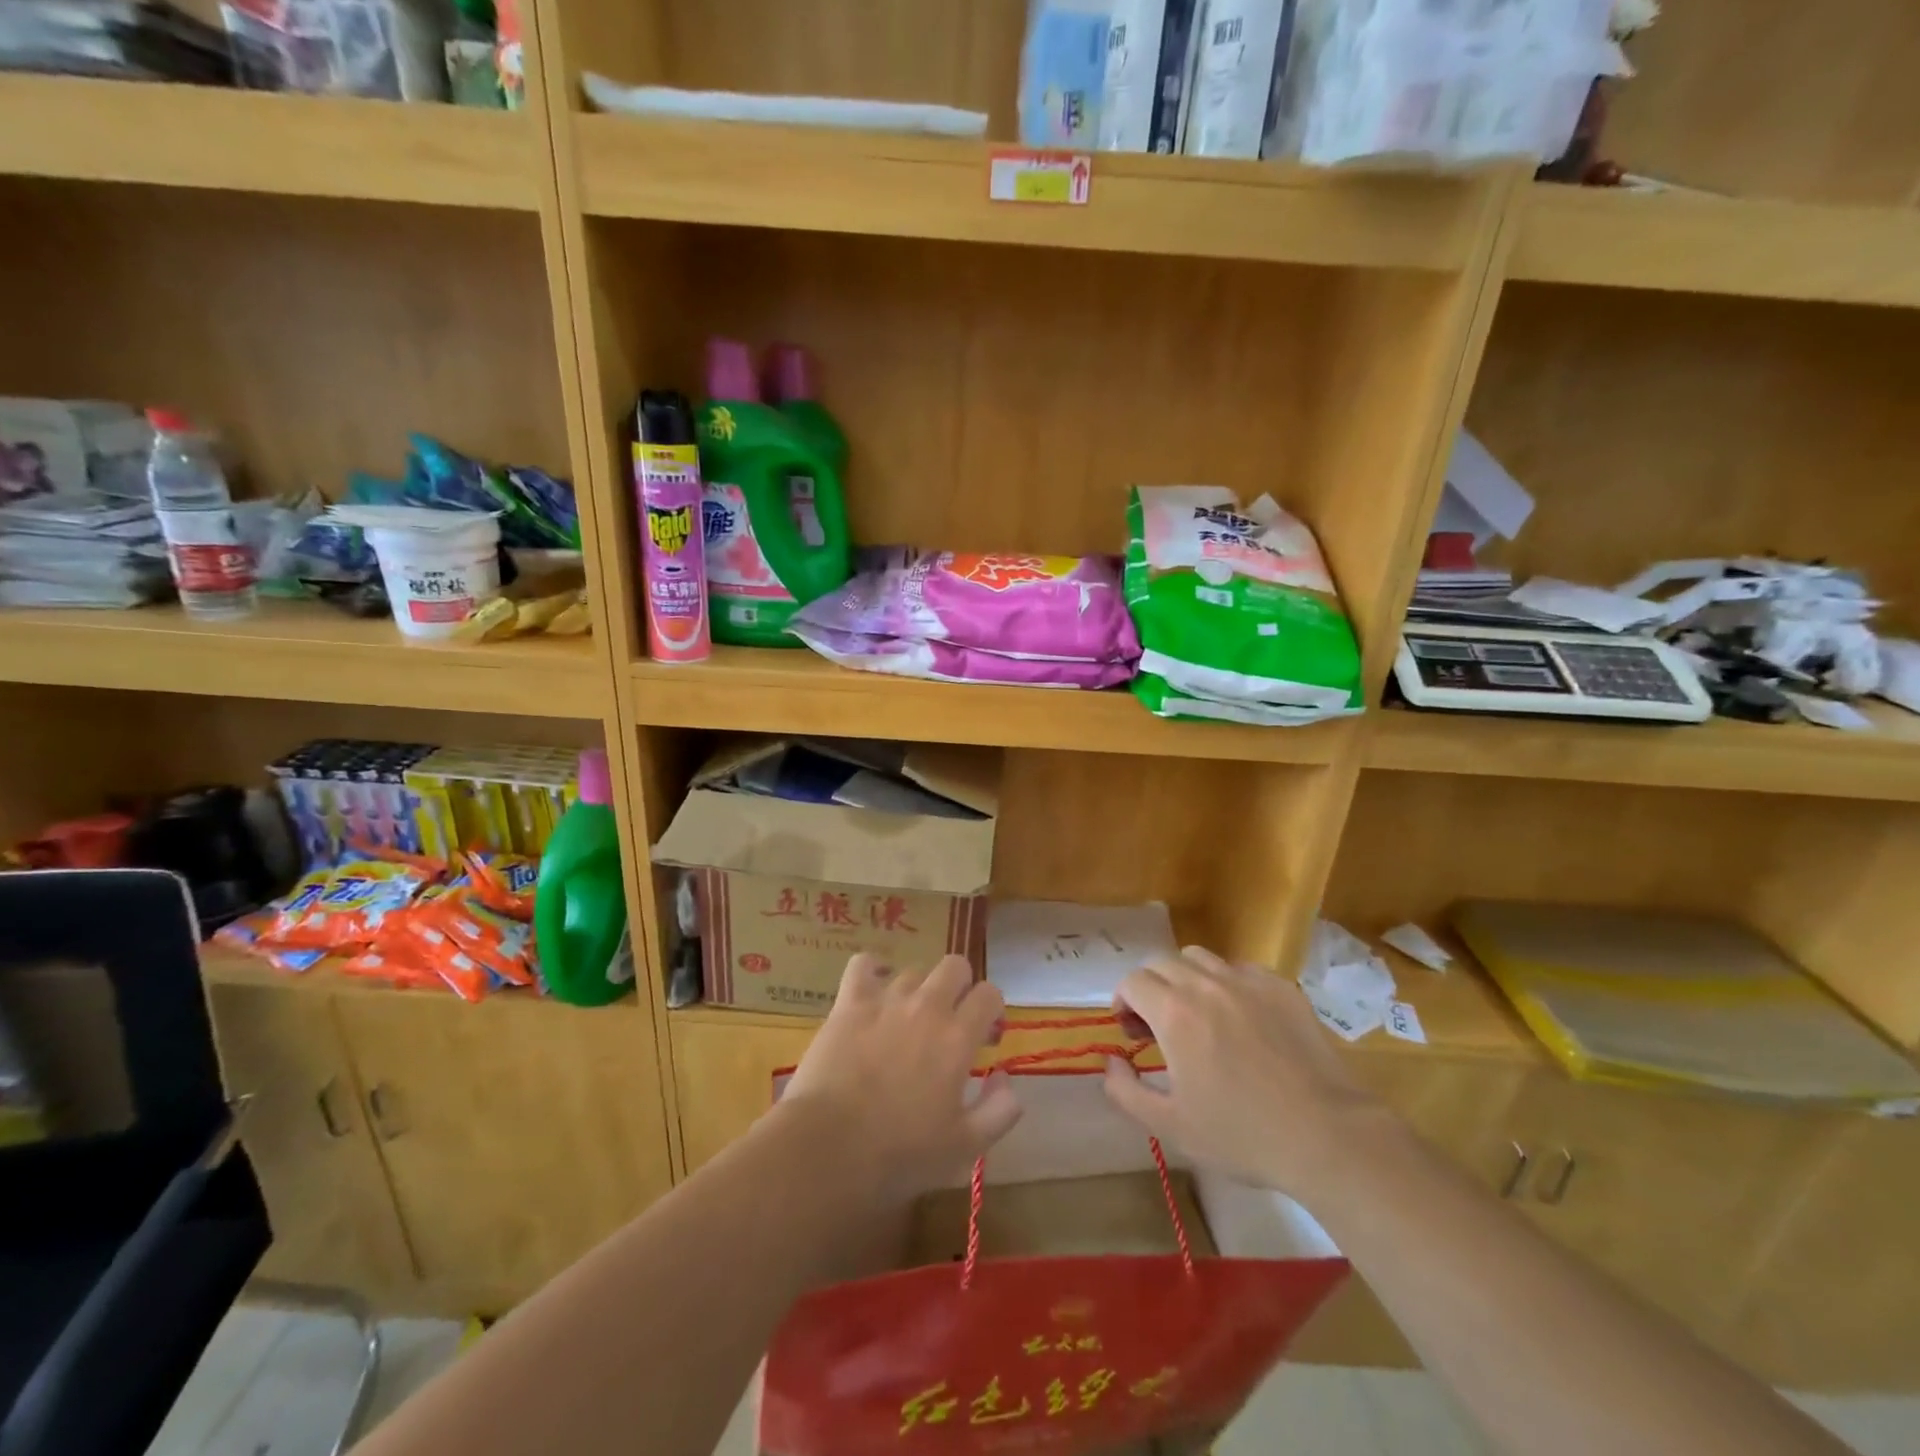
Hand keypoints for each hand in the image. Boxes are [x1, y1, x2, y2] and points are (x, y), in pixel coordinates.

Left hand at [782, 953, 1020, 1196]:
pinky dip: (872, 970)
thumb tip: (1005, 1078)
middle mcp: (927, 1007)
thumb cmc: (901, 1155)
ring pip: (914, 971)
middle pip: (955, 966)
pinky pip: (863, 964)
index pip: (989, 994)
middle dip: (960, 987)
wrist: (829, 1149)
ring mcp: (886, 999)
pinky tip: (873, 988)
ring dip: (919, 990)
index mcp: (958, 1037)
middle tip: (951, 1021)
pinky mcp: (849, 1002)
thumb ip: (1000, 1110)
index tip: (984, 1036)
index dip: (991, 1011)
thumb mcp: (966, 1147)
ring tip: (908, 1019)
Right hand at [1104, 946, 1391, 1198]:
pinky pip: (1240, 969)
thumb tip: (1110, 1060)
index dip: (1123, 1002)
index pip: (1132, 981)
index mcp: (1174, 1012)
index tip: (1132, 1033)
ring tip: (1197, 1016)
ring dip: (1186, 980)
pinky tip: (1240, 1019)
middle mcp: (1206, 984)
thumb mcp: (1170, 1126)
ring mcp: (1248, 981)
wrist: (1328, 1135)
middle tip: (1158, 1026)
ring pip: (1201, 958)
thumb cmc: (1242, 1134)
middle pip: (1162, 963)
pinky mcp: (1282, 987)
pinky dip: (1227, 984)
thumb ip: (1125, 1090)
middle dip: (1150, 988)